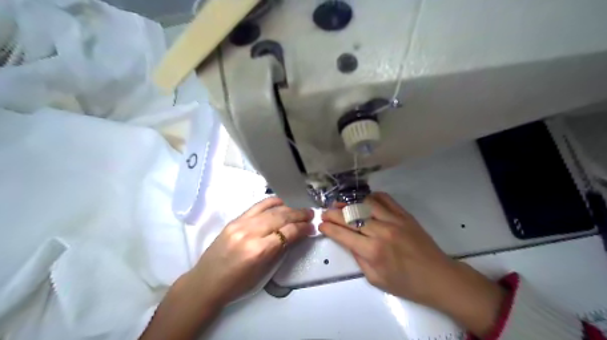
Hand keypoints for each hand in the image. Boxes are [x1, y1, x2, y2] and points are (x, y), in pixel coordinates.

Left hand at [189, 195, 312, 306]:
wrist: (206, 282)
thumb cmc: (237, 284)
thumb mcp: (263, 273)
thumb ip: (280, 251)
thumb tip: (296, 235)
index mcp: (258, 251)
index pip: (287, 232)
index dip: (302, 228)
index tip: (311, 227)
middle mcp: (250, 233)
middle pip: (280, 217)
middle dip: (299, 214)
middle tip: (310, 214)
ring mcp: (240, 224)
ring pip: (270, 209)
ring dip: (288, 207)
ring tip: (299, 209)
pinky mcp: (234, 220)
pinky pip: (257, 206)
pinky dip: (271, 202)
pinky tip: (281, 202)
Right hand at [320, 192, 505, 337]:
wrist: (438, 277)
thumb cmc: (406, 283)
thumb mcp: (376, 279)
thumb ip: (358, 258)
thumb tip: (347, 240)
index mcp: (373, 251)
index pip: (343, 234)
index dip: (329, 228)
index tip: (321, 224)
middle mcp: (381, 231)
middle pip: (351, 216)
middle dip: (334, 213)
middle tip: (325, 213)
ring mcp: (394, 220)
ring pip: (365, 204)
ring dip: (349, 203)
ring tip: (340, 204)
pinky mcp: (404, 214)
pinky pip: (385, 198)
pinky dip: (371, 197)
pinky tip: (364, 201)